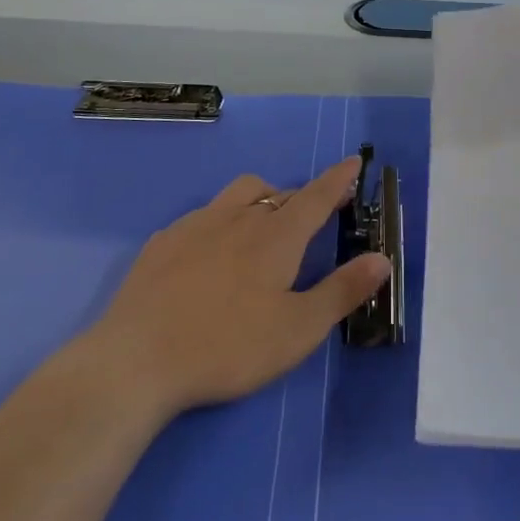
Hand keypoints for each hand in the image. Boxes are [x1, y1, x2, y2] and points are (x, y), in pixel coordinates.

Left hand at [89, 156, 391, 418]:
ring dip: (261, 198)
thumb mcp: (297, 329)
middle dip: (302, 197)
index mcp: (276, 236)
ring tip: (265, 223)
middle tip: (314, 214)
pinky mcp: (163, 242)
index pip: (316, 196)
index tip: (353, 161)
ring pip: (238, 194)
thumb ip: (342, 291)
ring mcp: (196, 225)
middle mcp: (238, 218)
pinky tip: (212, 249)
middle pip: (278, 193)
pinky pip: (203, 215)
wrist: (137, 359)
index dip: (338, 179)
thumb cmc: (228, 346)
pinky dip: (221, 220)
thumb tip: (382, 258)